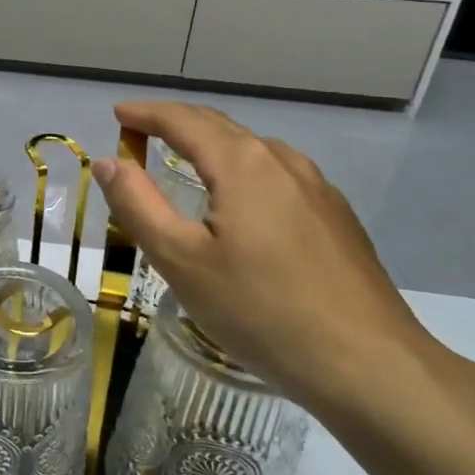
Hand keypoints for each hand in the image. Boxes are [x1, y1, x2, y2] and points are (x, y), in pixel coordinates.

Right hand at [92, 102, 440, 416]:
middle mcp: (282, 162)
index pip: (184, 120)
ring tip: (184, 161)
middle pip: (221, 127)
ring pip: (253, 151)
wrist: (366, 363)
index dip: (146, 113)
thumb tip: (108, 162)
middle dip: (177, 123)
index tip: (117, 112)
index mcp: (242, 164)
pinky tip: (240, 202)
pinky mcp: (336, 217)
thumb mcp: (181, 260)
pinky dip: (242, 170)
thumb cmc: (259, 310)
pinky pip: (277, 175)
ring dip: (212, 145)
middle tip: (141, 132)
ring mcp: (317, 188)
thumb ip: (138, 205)